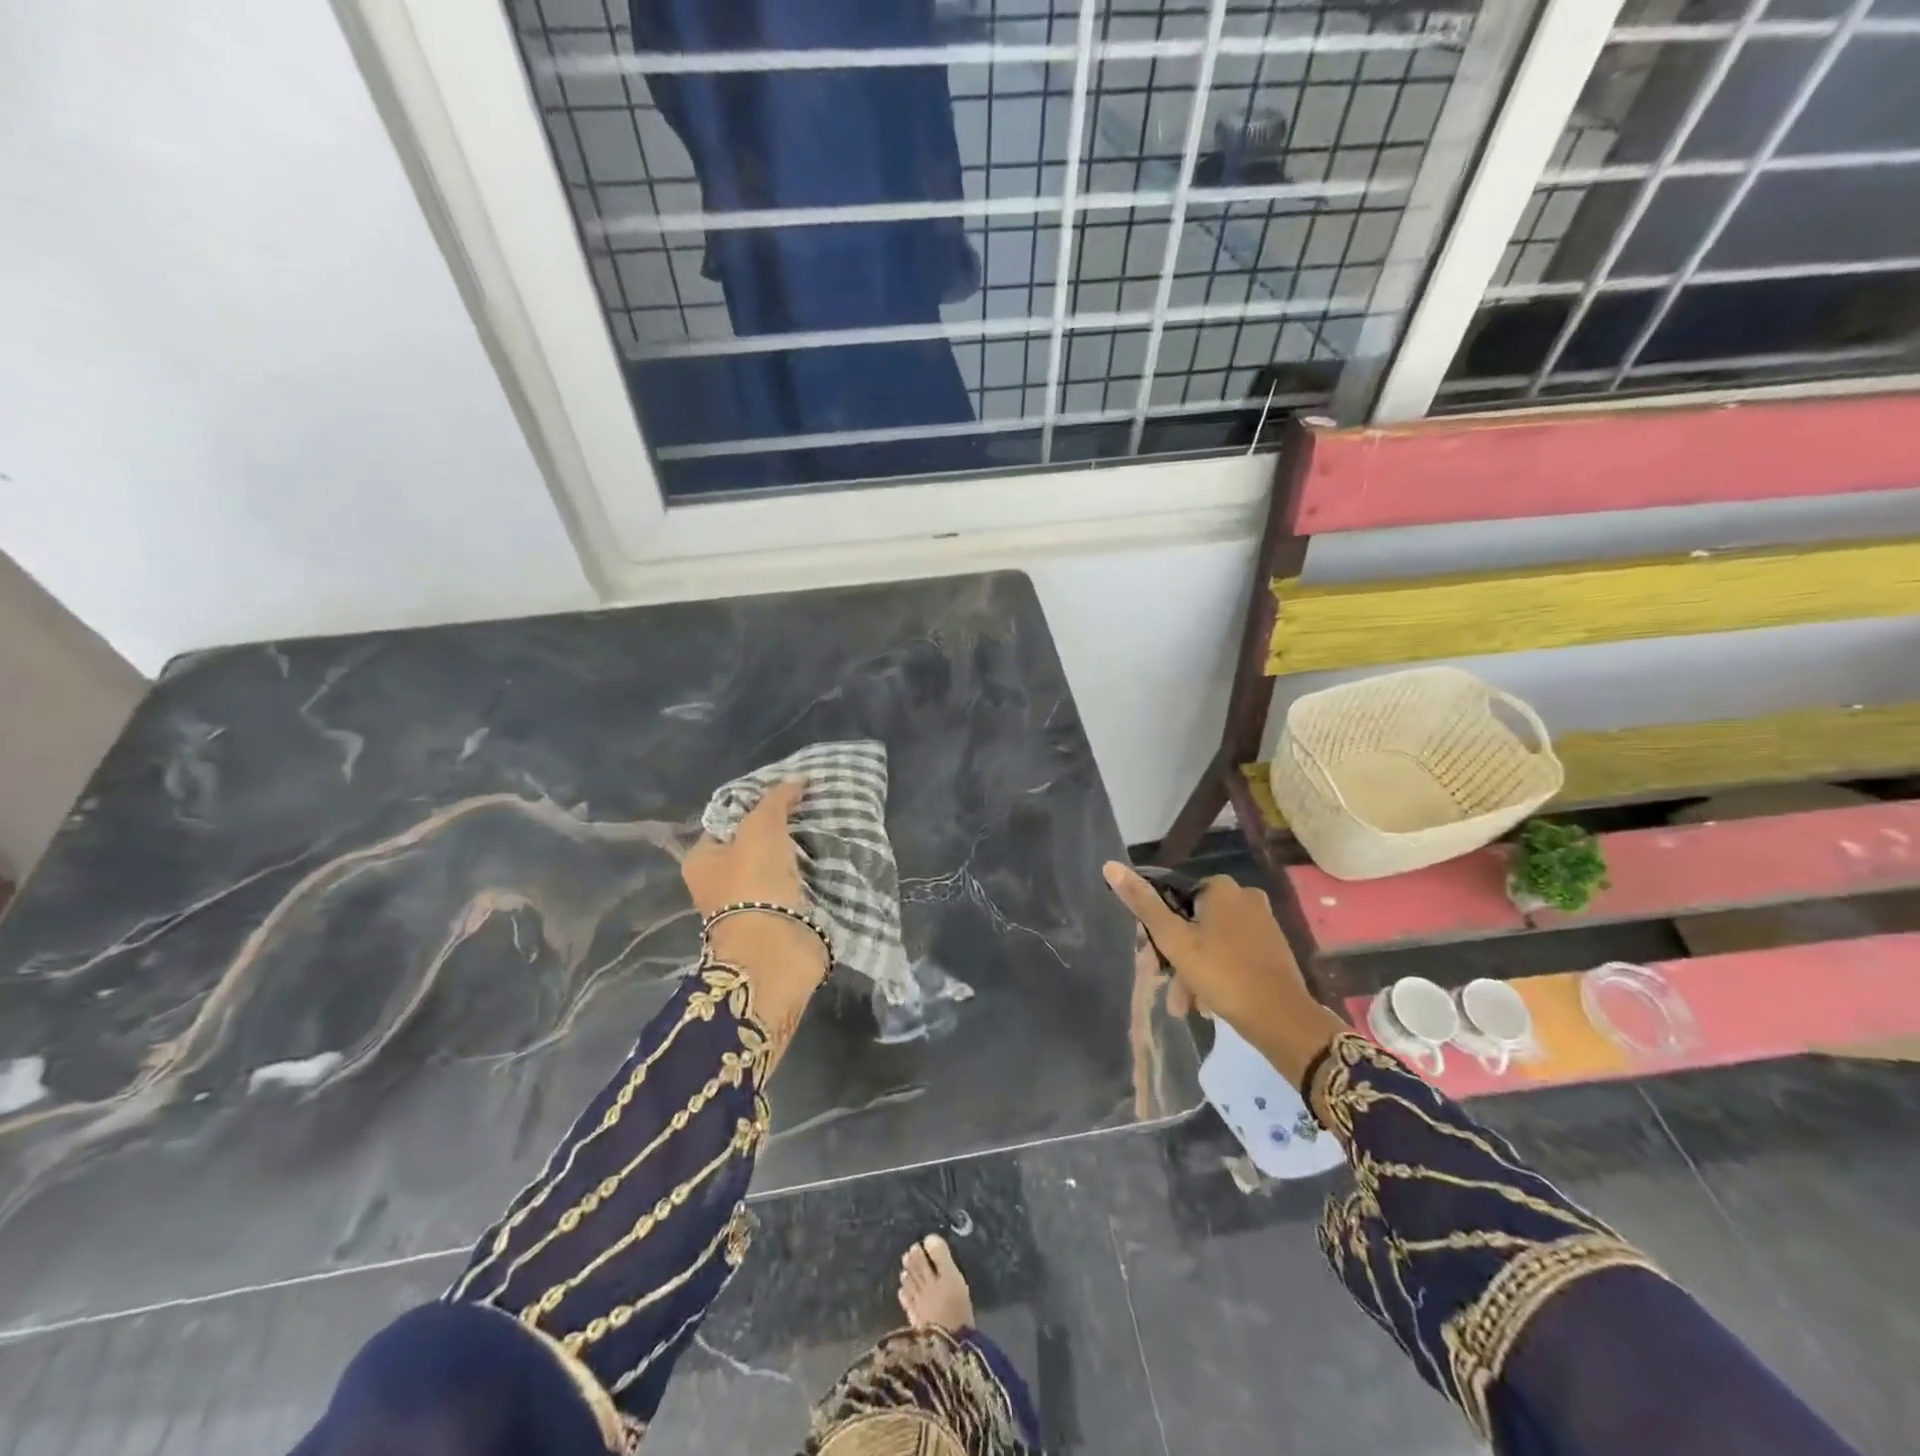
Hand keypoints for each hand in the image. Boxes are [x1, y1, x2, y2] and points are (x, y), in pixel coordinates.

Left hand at [684, 780, 827, 979]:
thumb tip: (796, 781)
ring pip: (777, 866)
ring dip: (798, 853)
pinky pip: (794, 887)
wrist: (775, 949)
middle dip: (781, 830)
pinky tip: (829, 859)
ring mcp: (748, 904)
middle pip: (753, 844)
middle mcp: (720, 883)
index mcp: (701, 861)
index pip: (727, 821)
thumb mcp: (761, 827)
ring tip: (826, 830)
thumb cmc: (755, 881)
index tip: (788, 794)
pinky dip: (810, 875)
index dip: (755, 805)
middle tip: (811, 811)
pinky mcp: (777, 920)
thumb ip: (776, 800)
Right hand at [1103, 862, 1341, 1085]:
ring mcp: (1262, 923)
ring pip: (1212, 943)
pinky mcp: (1272, 949)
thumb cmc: (1222, 973)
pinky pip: (1233, 955)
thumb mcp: (1174, 940)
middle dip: (1178, 958)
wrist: (1282, 1019)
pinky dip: (1217, 974)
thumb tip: (1110, 866)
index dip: (1159, 930)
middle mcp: (1245, 897)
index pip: (1174, 899)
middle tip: (1169, 990)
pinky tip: (1208, 1005)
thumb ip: (1143, 904)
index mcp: (1221, 888)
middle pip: (1194, 923)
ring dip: (1194, 972)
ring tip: (1186, 1007)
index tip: (1152, 959)